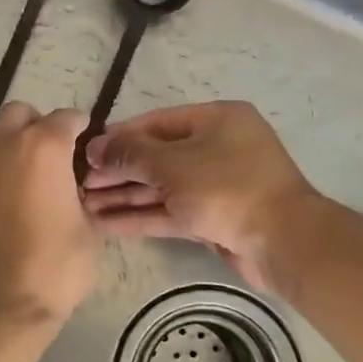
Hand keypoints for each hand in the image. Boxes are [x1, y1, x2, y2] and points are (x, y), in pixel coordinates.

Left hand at [0, 102, 98, 327]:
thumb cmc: (53, 267)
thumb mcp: (88, 231)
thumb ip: (82, 196)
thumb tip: (73, 190)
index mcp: (44, 146)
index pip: (67, 118)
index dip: (82, 129)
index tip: (88, 144)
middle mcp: (5, 142)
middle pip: (22, 113)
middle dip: (40, 126)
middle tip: (56, 155)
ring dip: (12, 139)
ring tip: (29, 171)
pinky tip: (9, 191)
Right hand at [82, 101, 318, 290]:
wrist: (282, 241)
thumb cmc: (226, 187)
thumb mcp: (171, 164)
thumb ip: (130, 154)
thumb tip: (95, 147)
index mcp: (216, 120)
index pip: (156, 123)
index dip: (119, 138)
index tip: (86, 153)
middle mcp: (217, 147)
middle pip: (156, 156)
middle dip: (118, 172)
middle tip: (80, 184)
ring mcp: (216, 185)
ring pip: (161, 187)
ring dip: (125, 196)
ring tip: (85, 206)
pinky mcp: (214, 218)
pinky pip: (171, 211)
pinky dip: (141, 216)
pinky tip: (106, 223)